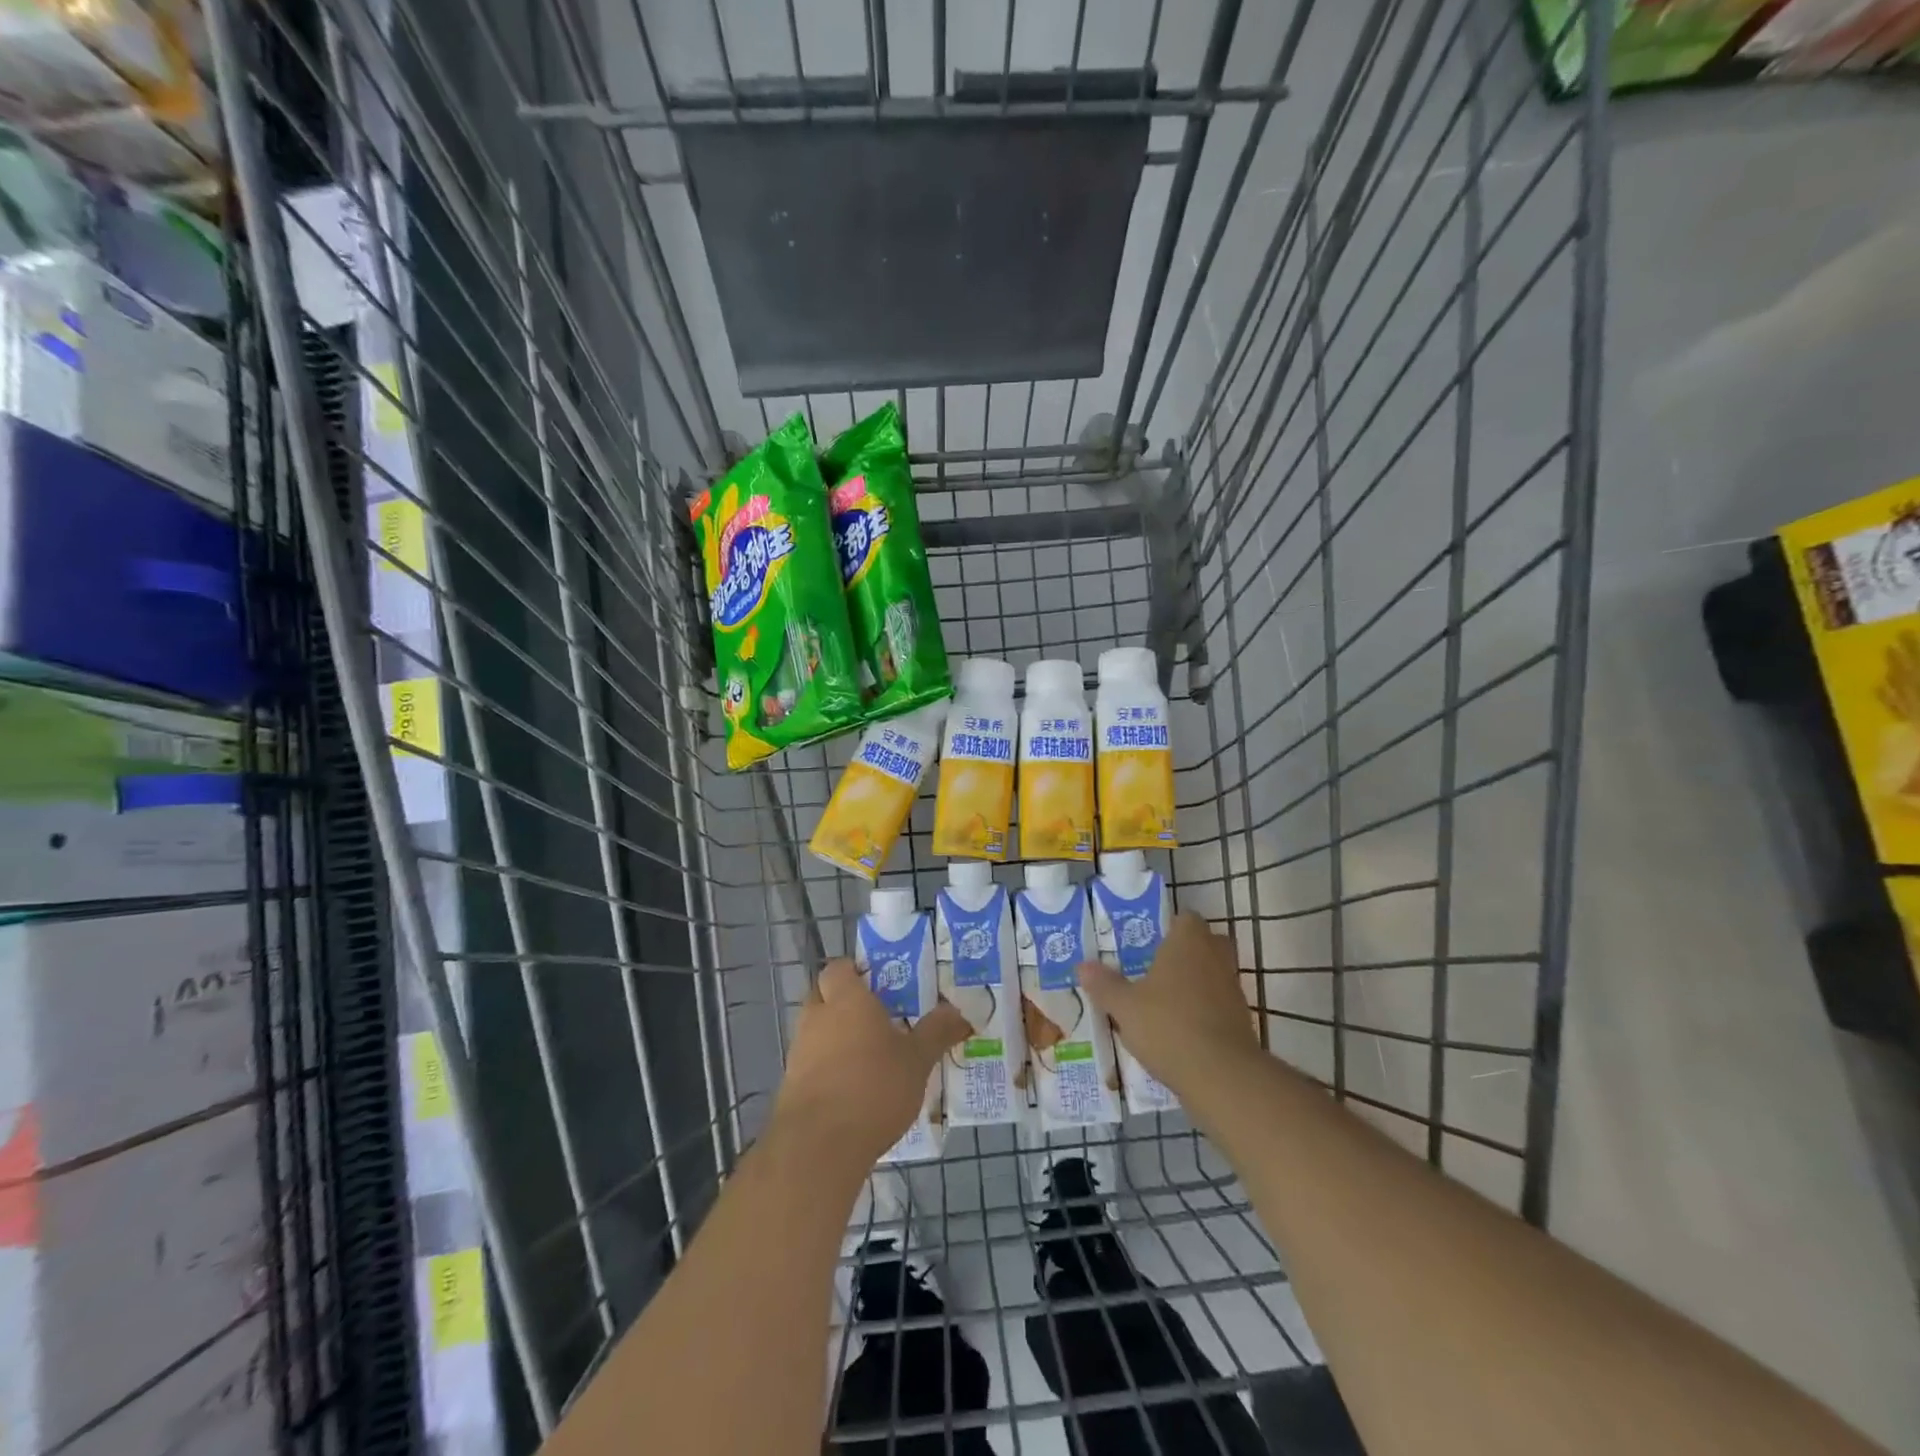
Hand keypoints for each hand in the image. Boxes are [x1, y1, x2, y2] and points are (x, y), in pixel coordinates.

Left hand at [770, 959, 968, 1171]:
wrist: (818, 1146)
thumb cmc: (873, 1087)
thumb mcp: (917, 1060)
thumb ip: (937, 1032)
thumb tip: (959, 1011)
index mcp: (846, 999)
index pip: (839, 968)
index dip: (856, 971)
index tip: (880, 983)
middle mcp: (817, 1018)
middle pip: (825, 996)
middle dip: (846, 1003)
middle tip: (879, 1018)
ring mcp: (799, 1052)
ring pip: (817, 1031)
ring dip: (837, 1038)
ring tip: (871, 1058)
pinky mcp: (791, 1085)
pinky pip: (813, 1064)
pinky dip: (829, 1070)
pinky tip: (854, 1091)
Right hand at [1077, 912, 1259, 1094]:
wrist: (1222, 1075)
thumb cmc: (1168, 1025)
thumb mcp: (1124, 1006)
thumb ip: (1105, 984)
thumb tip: (1082, 966)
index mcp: (1188, 942)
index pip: (1186, 918)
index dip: (1170, 927)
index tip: (1150, 942)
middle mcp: (1215, 957)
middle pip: (1207, 942)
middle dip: (1188, 952)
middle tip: (1159, 967)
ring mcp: (1233, 989)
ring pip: (1215, 974)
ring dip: (1197, 983)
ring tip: (1166, 1001)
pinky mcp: (1242, 1020)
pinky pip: (1220, 1004)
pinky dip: (1206, 1010)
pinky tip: (1183, 1029)